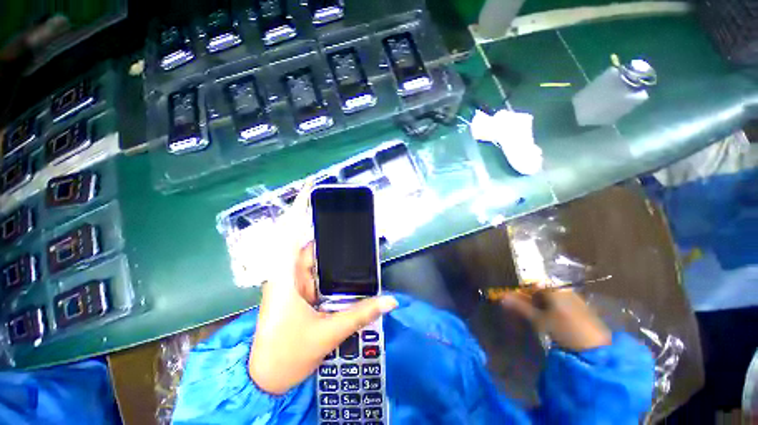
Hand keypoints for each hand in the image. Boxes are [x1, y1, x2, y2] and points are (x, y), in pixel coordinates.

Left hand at [248, 180, 397, 394]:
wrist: (265, 379)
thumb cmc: (286, 355)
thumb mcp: (327, 333)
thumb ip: (361, 314)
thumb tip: (391, 301)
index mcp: (285, 276)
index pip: (290, 232)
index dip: (299, 208)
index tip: (311, 188)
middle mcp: (289, 273)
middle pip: (309, 242)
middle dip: (328, 229)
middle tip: (351, 217)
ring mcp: (295, 282)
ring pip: (316, 258)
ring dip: (333, 251)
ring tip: (355, 240)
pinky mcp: (301, 292)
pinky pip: (318, 272)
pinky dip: (332, 267)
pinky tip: (347, 266)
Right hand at [502, 289, 610, 351]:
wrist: (595, 348)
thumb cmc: (564, 330)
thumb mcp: (539, 320)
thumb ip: (520, 307)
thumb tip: (502, 297)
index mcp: (554, 289)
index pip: (532, 283)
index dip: (521, 289)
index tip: (512, 297)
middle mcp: (564, 289)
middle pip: (541, 289)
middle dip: (529, 296)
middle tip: (521, 307)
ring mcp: (573, 298)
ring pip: (550, 296)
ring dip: (539, 302)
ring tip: (533, 314)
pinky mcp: (580, 308)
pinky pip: (559, 302)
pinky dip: (549, 307)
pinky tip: (548, 317)